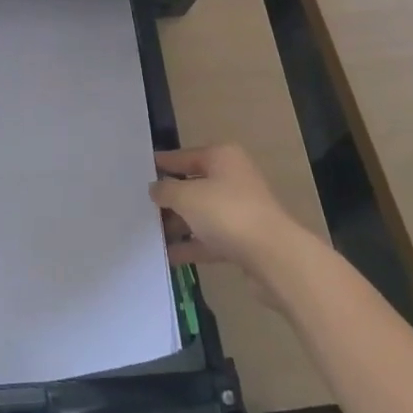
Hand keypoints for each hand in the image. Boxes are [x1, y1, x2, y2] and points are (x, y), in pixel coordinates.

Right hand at [152, 143, 309, 283]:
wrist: (273, 256)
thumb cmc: (226, 212)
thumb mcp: (186, 196)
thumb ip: (165, 191)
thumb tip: (155, 188)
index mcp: (221, 157)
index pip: (184, 156)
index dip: (162, 163)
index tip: (140, 170)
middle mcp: (232, 178)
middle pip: (193, 185)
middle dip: (168, 198)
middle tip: (140, 205)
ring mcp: (240, 210)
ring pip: (201, 214)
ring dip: (178, 224)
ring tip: (149, 233)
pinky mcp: (243, 239)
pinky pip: (210, 238)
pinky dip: (191, 244)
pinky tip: (167, 255)